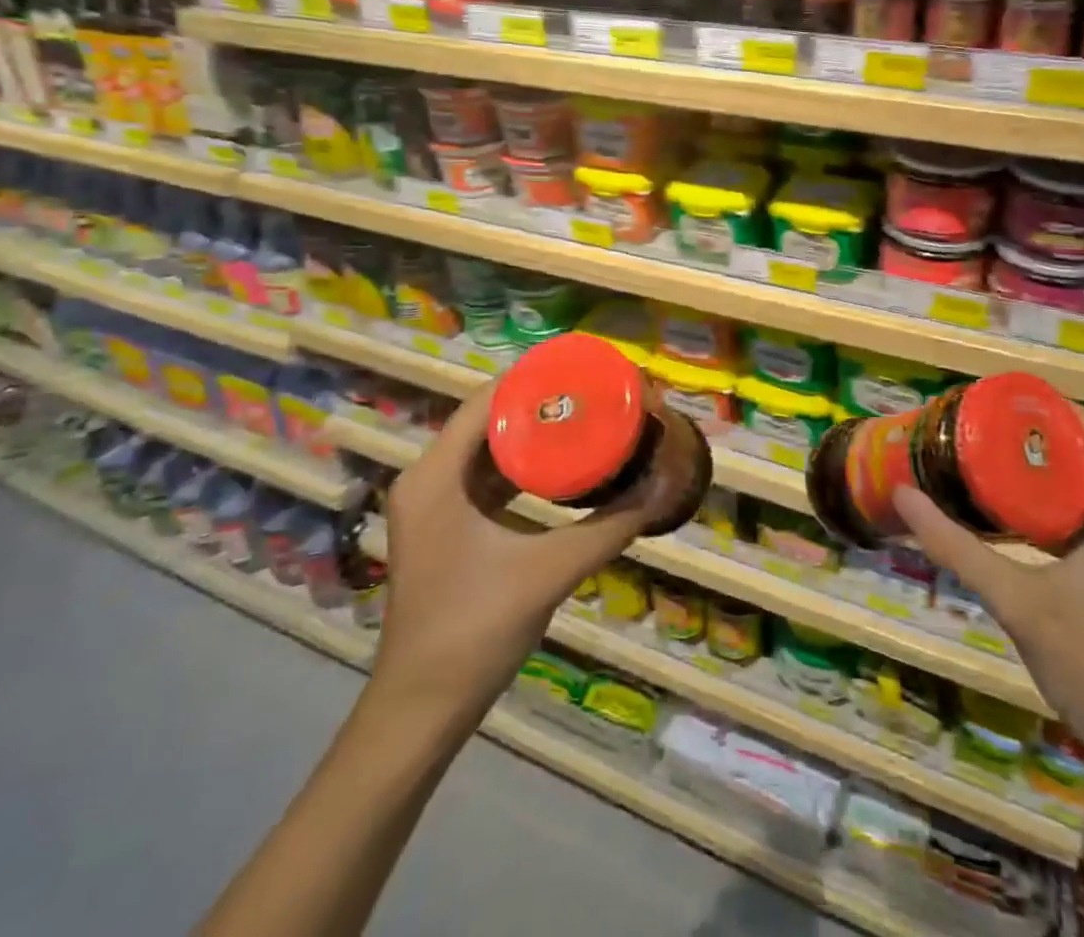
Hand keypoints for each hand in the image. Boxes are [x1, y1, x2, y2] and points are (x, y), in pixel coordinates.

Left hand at [371, 380, 677, 721]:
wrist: (421, 709)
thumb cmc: (475, 629)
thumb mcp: (548, 571)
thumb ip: (607, 528)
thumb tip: (662, 489)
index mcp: (435, 475)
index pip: (484, 402)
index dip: (531, 382)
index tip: (580, 373)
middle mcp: (427, 479)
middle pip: (485, 422)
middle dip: (538, 408)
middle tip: (590, 397)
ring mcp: (431, 506)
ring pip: (484, 452)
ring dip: (529, 437)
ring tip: (582, 422)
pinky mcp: (443, 529)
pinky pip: (483, 481)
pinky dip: (518, 469)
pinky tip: (559, 469)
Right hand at [895, 404, 1083, 773]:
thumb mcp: (1016, 601)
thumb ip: (956, 546)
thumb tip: (902, 495)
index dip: (1039, 407)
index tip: (987, 398)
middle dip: (1029, 436)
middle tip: (972, 428)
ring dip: (1040, 470)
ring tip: (982, 458)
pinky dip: (1053, 502)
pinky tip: (1010, 511)